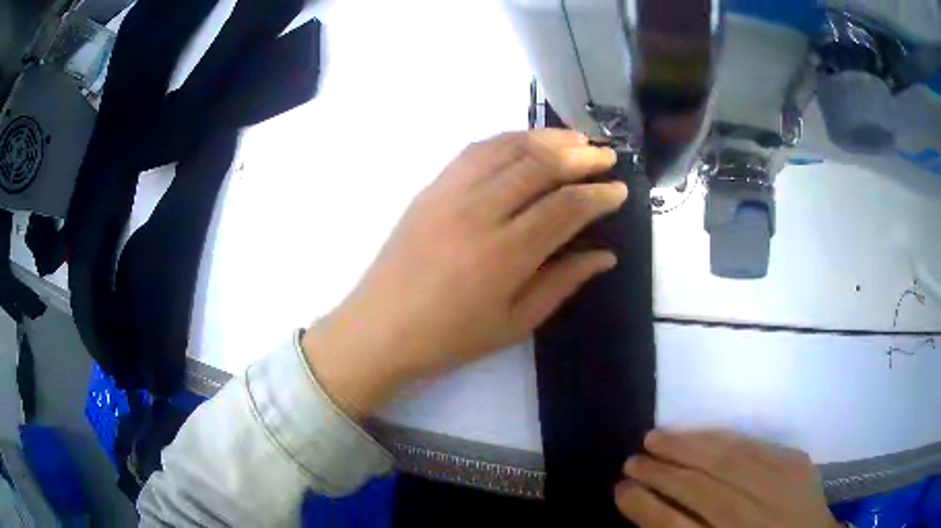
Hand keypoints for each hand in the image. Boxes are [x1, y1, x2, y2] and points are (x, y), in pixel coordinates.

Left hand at [303, 130, 624, 416]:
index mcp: (506, 254)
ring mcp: (451, 193)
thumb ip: (563, 282)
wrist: (381, 328)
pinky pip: (475, 150)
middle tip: (605, 156)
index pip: (566, 207)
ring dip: (547, 138)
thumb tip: (605, 255)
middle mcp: (480, 212)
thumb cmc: (450, 337)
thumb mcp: (516, 322)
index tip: (619, 190)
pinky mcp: (431, 187)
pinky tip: (526, 142)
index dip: (599, 195)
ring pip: (508, 147)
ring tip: (575, 139)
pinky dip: (508, 139)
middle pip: (540, 165)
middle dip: (581, 156)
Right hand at [615, 430, 839, 527]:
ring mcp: (778, 487)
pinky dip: (723, 439)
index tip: (619, 490)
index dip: (644, 507)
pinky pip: (754, 446)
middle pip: (698, 489)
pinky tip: (703, 434)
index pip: (675, 526)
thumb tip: (652, 510)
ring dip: (686, 447)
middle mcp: (749, 517)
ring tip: (656, 437)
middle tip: (631, 459)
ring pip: (724, 461)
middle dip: (660, 472)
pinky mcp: (796, 464)